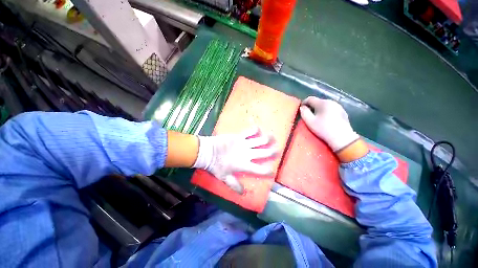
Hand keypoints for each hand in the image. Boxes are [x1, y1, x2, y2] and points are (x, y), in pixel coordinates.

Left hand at [192, 128, 275, 193]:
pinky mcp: (238, 136)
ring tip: (273, 136)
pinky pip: (249, 132)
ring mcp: (243, 144)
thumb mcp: (224, 178)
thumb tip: (243, 193)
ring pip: (259, 140)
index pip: (259, 170)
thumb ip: (234, 185)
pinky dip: (254, 129)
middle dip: (272, 152)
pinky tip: (258, 128)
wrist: (208, 152)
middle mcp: (247, 154)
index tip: (272, 171)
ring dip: (267, 138)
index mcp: (244, 165)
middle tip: (278, 150)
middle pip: (263, 153)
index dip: (268, 171)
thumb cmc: (216, 166)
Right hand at [299, 96, 359, 151]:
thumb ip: (304, 113)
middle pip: (318, 101)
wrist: (342, 138)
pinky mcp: (343, 112)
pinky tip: (325, 120)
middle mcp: (332, 102)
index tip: (301, 109)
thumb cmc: (323, 129)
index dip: (304, 103)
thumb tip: (302, 107)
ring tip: (316, 118)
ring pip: (325, 105)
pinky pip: (331, 109)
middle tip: (307, 115)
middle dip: (311, 107)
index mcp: (323, 103)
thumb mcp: (310, 122)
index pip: (310, 99)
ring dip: (319, 109)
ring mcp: (339, 106)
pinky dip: (326, 112)